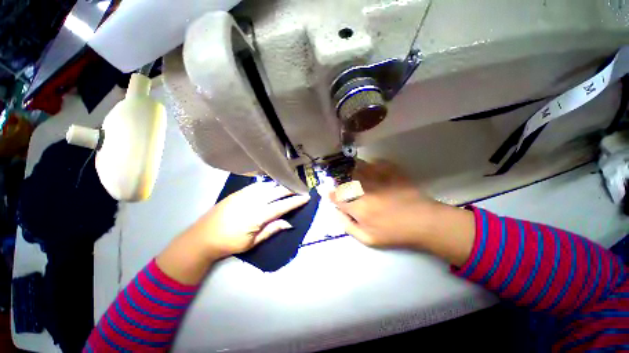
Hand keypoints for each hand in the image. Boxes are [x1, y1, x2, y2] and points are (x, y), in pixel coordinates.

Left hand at [157, 182, 309, 284]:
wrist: (203, 236)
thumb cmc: (230, 243)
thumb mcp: (253, 242)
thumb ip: (272, 230)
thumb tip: (289, 223)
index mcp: (258, 215)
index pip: (282, 205)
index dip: (296, 201)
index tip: (307, 197)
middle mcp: (253, 201)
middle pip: (277, 191)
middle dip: (291, 189)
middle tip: (301, 188)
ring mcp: (245, 194)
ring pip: (268, 185)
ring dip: (280, 185)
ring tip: (289, 185)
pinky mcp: (239, 192)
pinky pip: (258, 184)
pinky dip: (268, 184)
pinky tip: (272, 184)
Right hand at [331, 161, 440, 248]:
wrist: (423, 222)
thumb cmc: (394, 233)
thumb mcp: (368, 239)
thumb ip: (348, 226)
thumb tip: (336, 213)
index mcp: (358, 207)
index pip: (337, 197)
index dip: (329, 193)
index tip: (326, 189)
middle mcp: (365, 190)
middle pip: (347, 180)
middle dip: (341, 180)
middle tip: (342, 182)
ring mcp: (379, 179)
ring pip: (359, 168)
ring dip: (354, 169)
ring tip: (354, 170)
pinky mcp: (392, 173)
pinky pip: (377, 163)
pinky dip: (372, 164)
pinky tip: (373, 167)